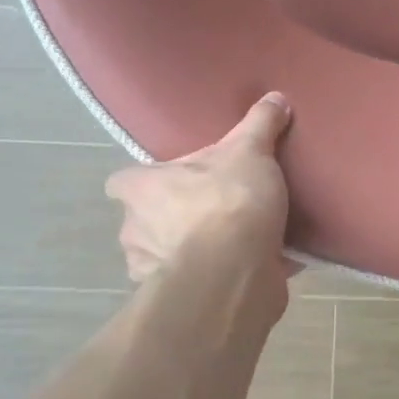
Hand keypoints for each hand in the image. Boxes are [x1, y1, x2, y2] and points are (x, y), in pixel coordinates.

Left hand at [105, 94, 293, 284]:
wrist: (235, 273)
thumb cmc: (228, 202)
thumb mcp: (250, 151)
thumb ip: (260, 124)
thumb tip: (275, 97)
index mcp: (141, 189)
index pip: (122, 182)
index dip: (145, 182)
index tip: (173, 182)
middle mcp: (134, 231)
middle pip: (144, 221)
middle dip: (172, 219)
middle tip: (213, 209)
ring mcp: (152, 271)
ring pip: (166, 256)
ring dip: (191, 251)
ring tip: (232, 243)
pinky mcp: (180, 301)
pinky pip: (196, 284)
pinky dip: (215, 278)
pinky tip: (247, 269)